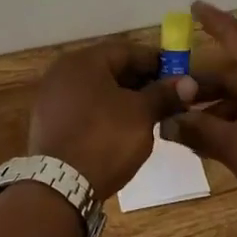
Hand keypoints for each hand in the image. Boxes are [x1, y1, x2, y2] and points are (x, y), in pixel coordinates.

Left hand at [28, 40, 192, 201]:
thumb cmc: (105, 138)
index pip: (127, 51)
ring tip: (150, 115)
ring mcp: (52, 98)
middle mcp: (62, 72)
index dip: (157, 62)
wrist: (61, 186)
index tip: (179, 77)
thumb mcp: (141, 114)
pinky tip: (122, 129)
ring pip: (97, 90)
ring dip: (124, 98)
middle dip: (141, 82)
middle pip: (110, 69)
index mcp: (83, 61)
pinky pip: (83, 108)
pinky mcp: (48, 123)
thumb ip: (163, 94)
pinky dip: (104, 113)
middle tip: (168, 98)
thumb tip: (188, 82)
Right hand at [161, 1, 236, 224]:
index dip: (214, 21)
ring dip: (218, 108)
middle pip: (235, 73)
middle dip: (203, 84)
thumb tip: (167, 122)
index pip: (235, 36)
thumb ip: (201, 133)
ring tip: (192, 130)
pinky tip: (223, 145)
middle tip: (174, 97)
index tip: (194, 6)